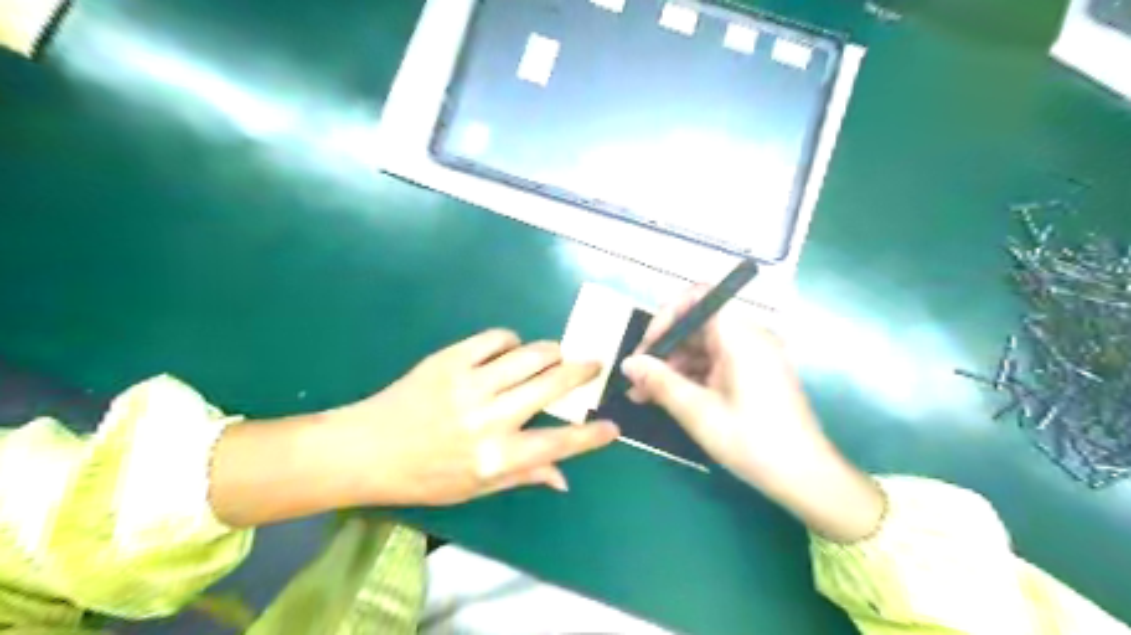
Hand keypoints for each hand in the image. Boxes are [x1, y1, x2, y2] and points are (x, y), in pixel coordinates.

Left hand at [323, 333, 618, 504]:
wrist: (366, 448)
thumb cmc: (422, 477)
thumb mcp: (474, 488)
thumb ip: (523, 476)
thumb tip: (564, 477)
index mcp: (495, 456)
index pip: (558, 444)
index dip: (591, 436)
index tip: (612, 426)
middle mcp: (489, 417)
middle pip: (552, 385)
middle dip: (582, 371)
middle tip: (594, 364)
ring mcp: (470, 383)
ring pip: (530, 355)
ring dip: (552, 352)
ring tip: (558, 355)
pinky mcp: (451, 359)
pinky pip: (496, 339)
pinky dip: (513, 341)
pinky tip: (513, 349)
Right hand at [618, 287, 881, 539]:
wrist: (806, 477)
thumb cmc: (753, 441)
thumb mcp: (698, 412)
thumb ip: (660, 382)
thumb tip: (629, 363)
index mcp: (740, 336)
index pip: (699, 297)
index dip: (668, 315)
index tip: (648, 347)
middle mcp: (748, 337)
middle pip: (697, 324)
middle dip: (664, 347)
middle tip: (637, 379)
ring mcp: (752, 355)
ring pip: (702, 346)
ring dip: (673, 365)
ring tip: (644, 395)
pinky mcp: (753, 373)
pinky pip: (715, 363)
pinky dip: (691, 376)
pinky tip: (668, 398)